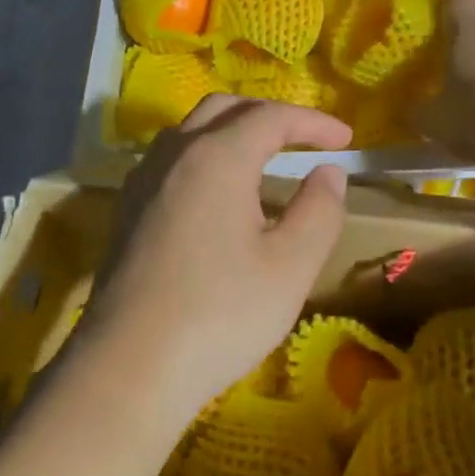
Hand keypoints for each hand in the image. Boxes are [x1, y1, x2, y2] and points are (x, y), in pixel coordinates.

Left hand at [74, 96, 351, 436]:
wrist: (129, 366)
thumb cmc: (219, 314)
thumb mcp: (290, 267)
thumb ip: (319, 210)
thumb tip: (328, 172)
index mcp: (217, 157)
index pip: (271, 116)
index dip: (312, 122)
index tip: (346, 139)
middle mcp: (175, 154)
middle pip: (226, 109)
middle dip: (270, 116)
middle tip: (306, 140)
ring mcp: (144, 179)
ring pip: (192, 130)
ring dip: (233, 130)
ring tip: (265, 159)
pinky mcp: (128, 208)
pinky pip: (172, 158)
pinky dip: (205, 154)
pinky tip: (218, 194)